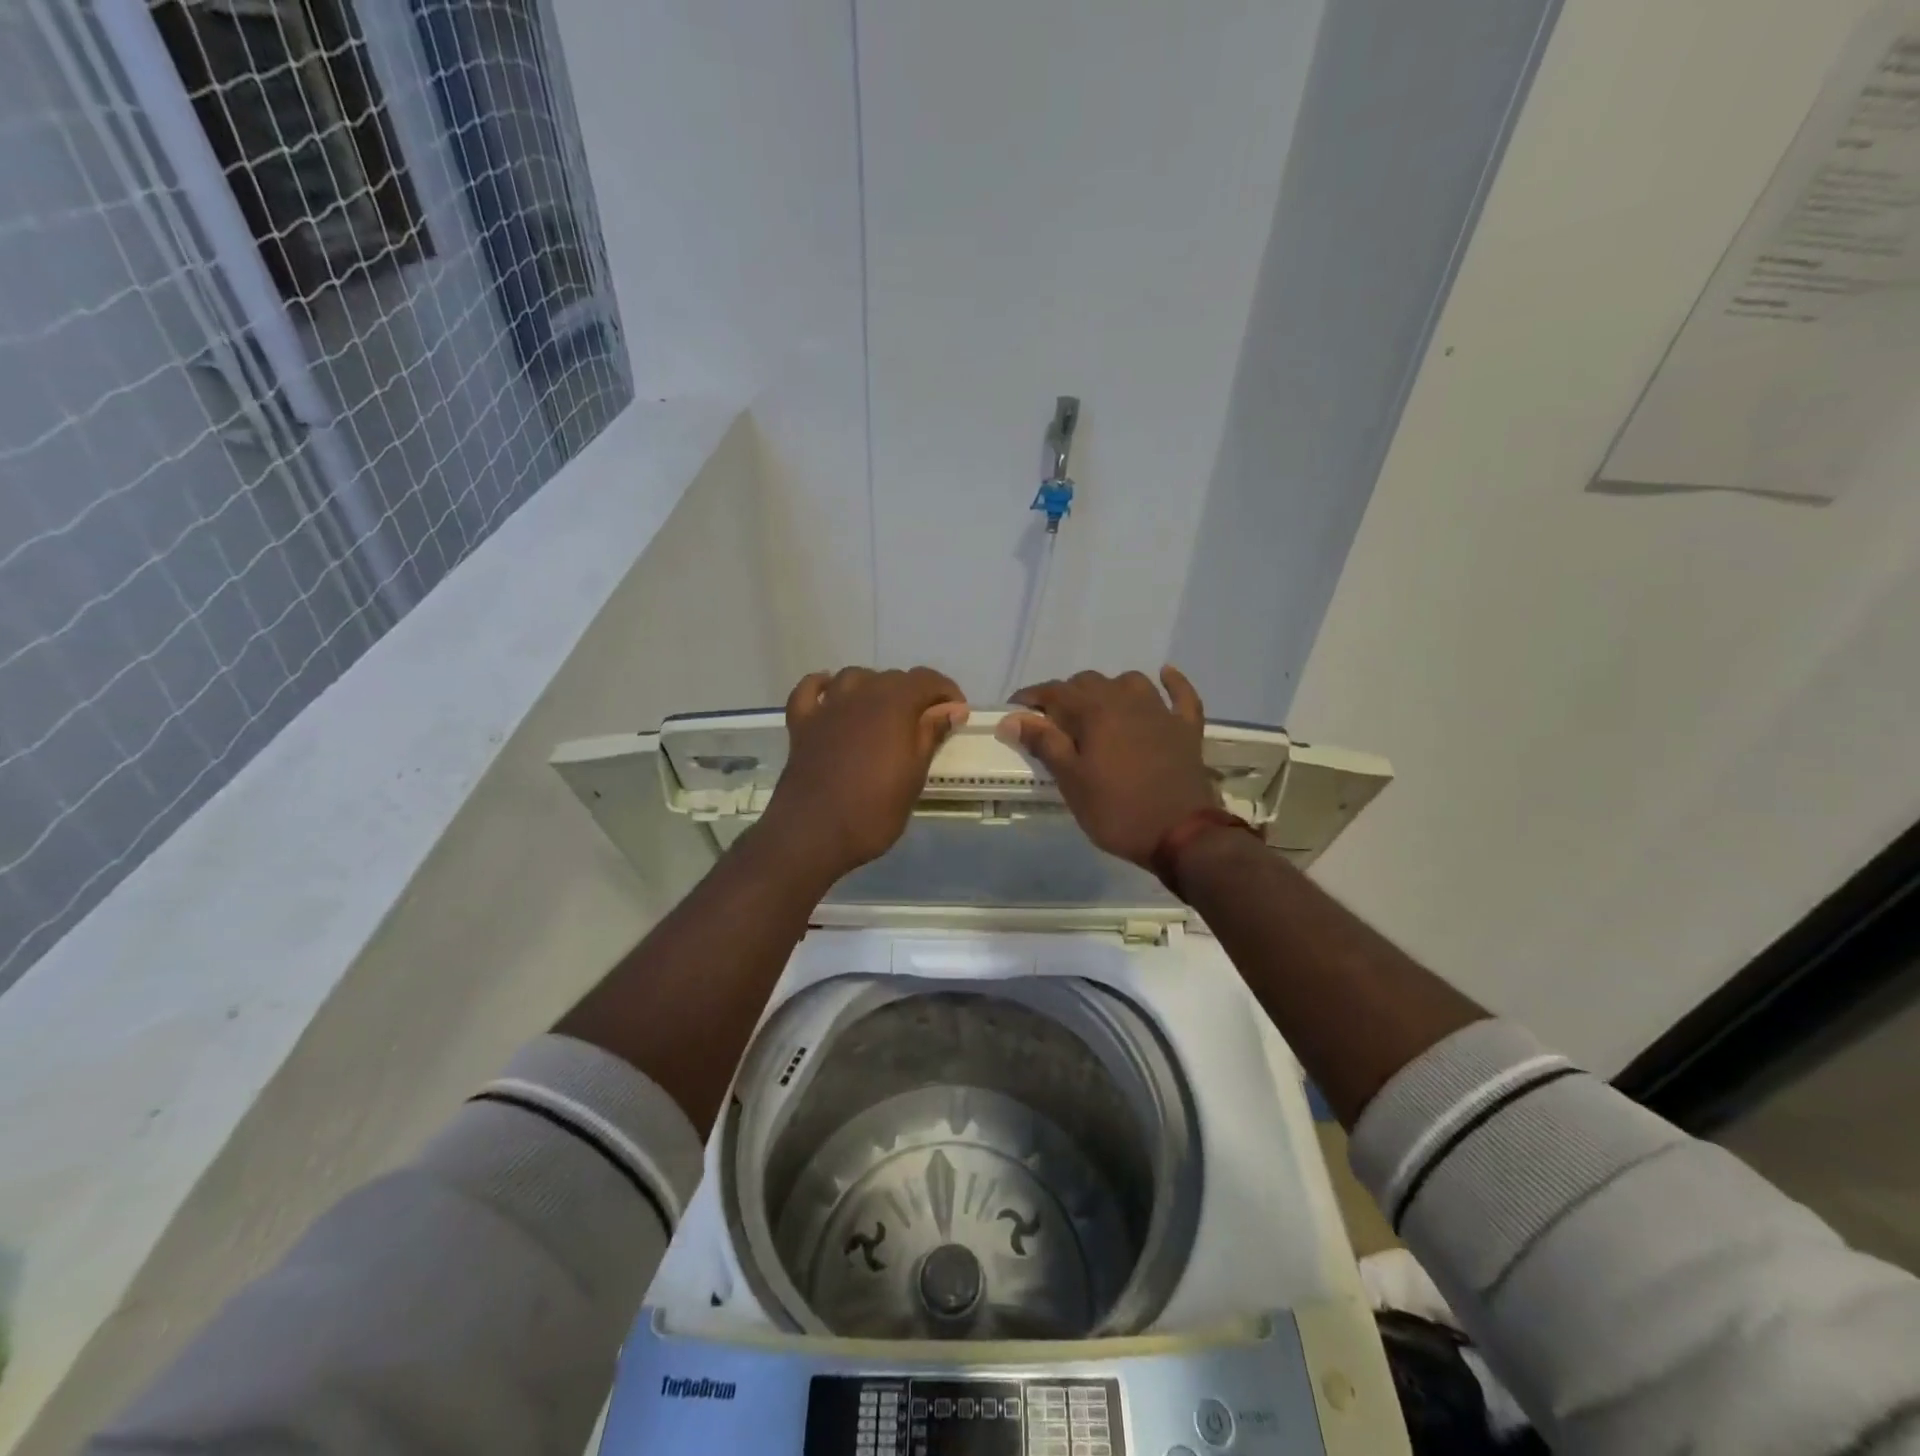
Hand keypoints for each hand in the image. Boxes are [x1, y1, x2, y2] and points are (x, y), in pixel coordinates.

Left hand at [761, 666, 968, 875]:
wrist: (813, 834)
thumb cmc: (873, 811)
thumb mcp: (914, 777)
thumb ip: (931, 735)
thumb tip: (952, 708)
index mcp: (893, 705)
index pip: (926, 679)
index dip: (946, 691)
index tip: (956, 715)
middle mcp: (860, 695)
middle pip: (893, 678)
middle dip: (914, 694)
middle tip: (924, 725)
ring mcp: (827, 707)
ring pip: (855, 677)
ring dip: (874, 687)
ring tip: (883, 713)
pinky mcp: (801, 723)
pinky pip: (811, 689)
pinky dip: (824, 686)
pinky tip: (832, 697)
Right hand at [998, 666, 1217, 867]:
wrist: (1182, 834)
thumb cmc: (1116, 810)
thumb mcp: (1071, 781)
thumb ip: (1044, 743)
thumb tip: (1012, 718)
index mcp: (1095, 712)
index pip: (1055, 691)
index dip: (1031, 698)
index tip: (1014, 711)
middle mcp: (1126, 701)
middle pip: (1089, 682)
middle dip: (1066, 695)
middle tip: (1053, 723)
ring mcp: (1161, 712)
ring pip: (1129, 682)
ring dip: (1109, 689)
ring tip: (1098, 710)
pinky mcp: (1186, 729)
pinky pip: (1181, 694)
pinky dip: (1172, 682)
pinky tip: (1165, 675)